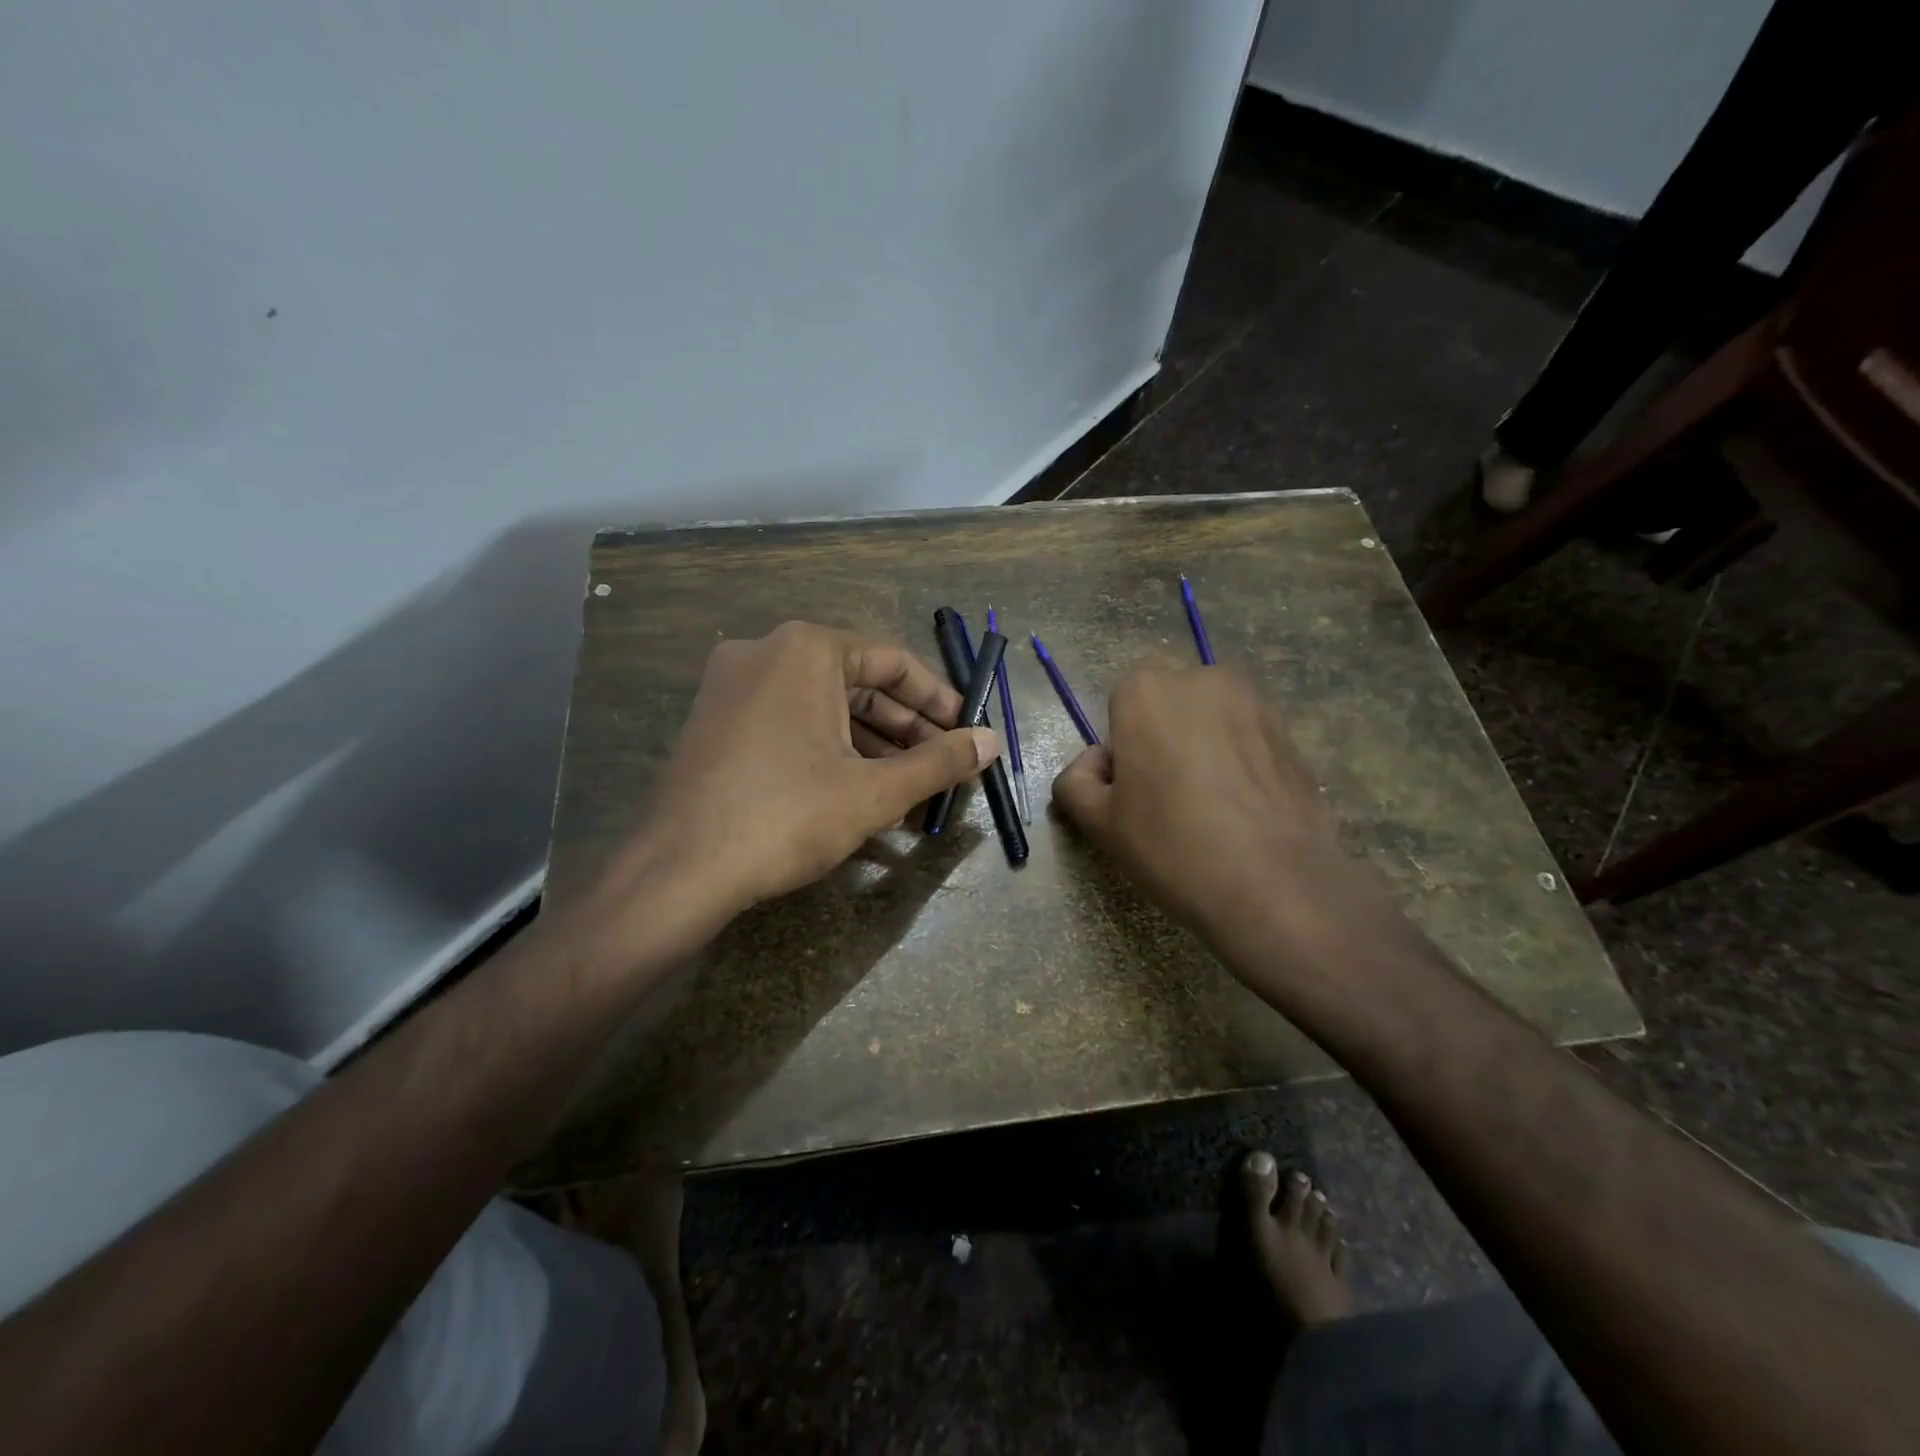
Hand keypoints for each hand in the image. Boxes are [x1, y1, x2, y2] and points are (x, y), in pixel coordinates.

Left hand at [601, 621, 996, 938]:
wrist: (678, 871)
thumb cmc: (785, 817)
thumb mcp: (874, 791)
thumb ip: (939, 762)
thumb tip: (991, 741)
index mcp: (805, 650)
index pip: (893, 662)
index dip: (939, 699)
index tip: (968, 732)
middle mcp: (765, 653)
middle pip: (859, 685)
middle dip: (907, 731)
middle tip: (943, 769)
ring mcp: (733, 687)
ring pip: (824, 708)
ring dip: (873, 748)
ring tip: (911, 793)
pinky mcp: (716, 722)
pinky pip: (791, 724)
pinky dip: (831, 752)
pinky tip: (860, 794)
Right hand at [1051, 662, 1382, 965]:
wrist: (1273, 884)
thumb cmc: (1170, 844)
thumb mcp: (1098, 823)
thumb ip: (1076, 782)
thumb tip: (1094, 766)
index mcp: (1147, 691)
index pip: (1123, 699)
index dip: (1123, 742)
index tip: (1129, 787)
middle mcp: (1203, 681)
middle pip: (1171, 700)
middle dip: (1165, 732)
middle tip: (1166, 793)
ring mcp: (1256, 704)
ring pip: (1214, 717)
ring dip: (1205, 744)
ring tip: (1209, 805)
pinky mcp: (1292, 735)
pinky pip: (1250, 740)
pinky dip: (1241, 762)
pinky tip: (1243, 811)